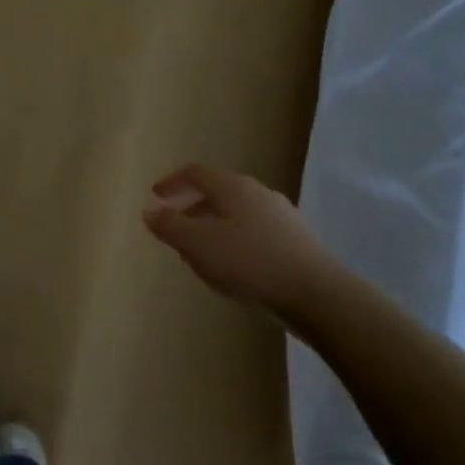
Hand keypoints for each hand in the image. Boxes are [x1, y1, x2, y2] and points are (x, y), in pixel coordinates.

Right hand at [142, 163, 327, 313]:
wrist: (314, 292)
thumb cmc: (248, 262)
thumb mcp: (197, 244)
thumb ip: (169, 226)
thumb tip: (149, 211)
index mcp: (232, 187)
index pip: (195, 172)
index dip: (172, 182)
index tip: (155, 197)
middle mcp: (258, 193)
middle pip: (217, 192)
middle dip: (191, 208)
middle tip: (174, 229)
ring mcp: (281, 215)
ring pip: (236, 213)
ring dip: (212, 227)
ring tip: (200, 253)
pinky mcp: (295, 240)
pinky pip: (254, 232)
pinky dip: (234, 241)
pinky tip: (233, 267)